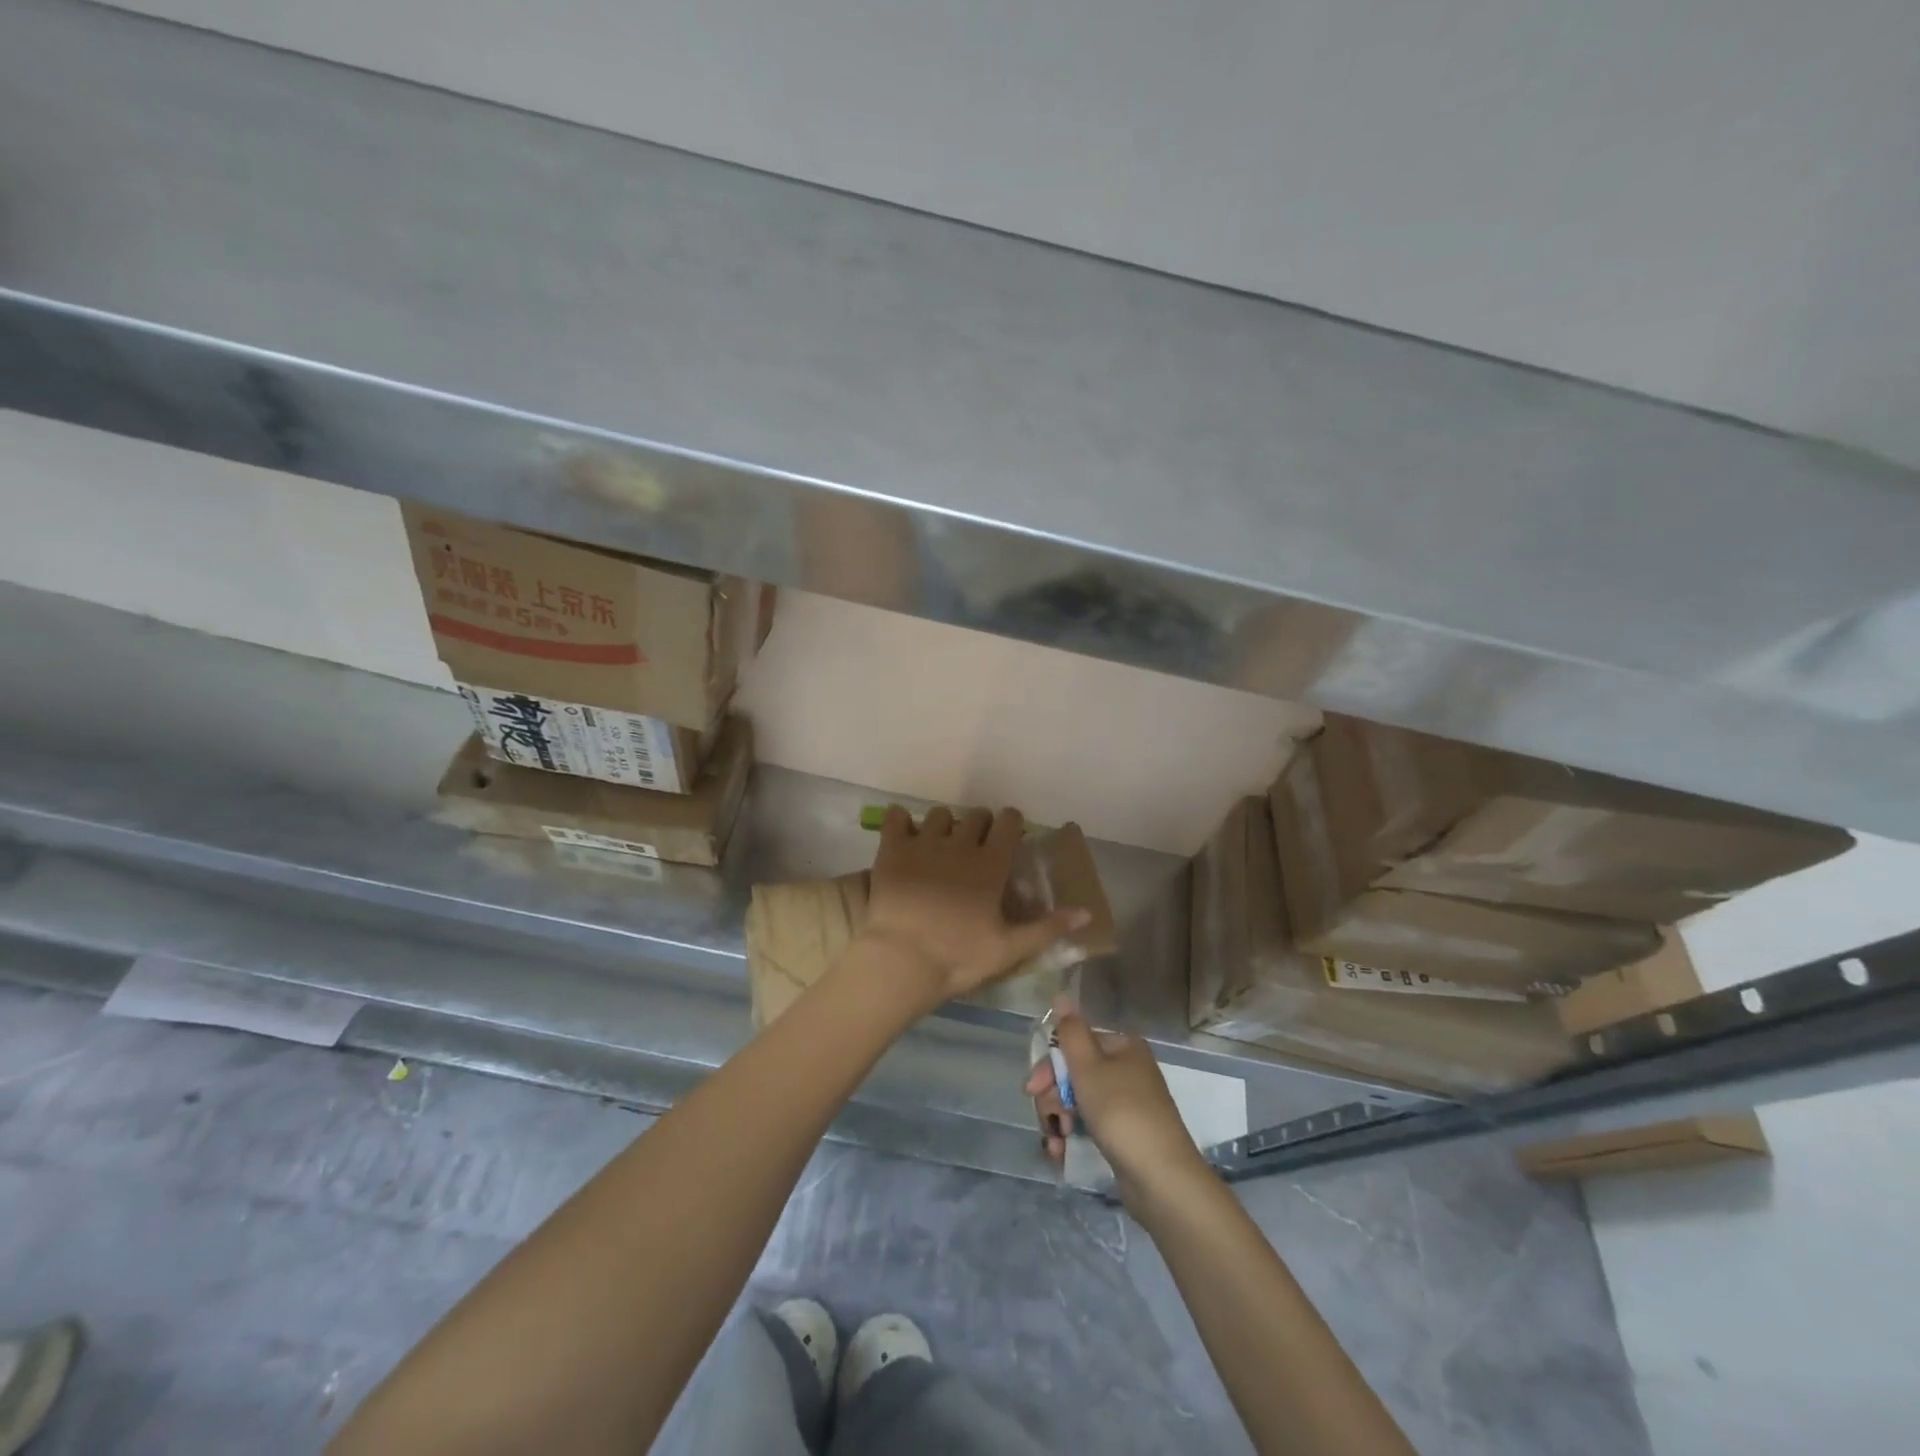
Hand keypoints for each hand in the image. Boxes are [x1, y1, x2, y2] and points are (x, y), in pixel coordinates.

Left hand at [860, 805, 1090, 1006]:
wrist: (901, 960)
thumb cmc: (958, 957)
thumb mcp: (1009, 949)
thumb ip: (1048, 928)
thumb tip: (1086, 912)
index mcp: (990, 864)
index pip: (1008, 822)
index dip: (1010, 822)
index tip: (1009, 834)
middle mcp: (960, 844)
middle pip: (976, 815)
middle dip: (980, 824)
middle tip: (976, 845)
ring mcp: (923, 843)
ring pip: (939, 814)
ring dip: (944, 825)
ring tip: (939, 843)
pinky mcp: (892, 849)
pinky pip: (896, 817)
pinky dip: (901, 820)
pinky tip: (903, 834)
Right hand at [1026, 998, 1209, 1196]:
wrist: (1162, 1178)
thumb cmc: (1121, 1113)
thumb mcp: (1089, 1068)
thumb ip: (1071, 1032)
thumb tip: (1061, 995)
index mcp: (1122, 1046)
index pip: (1073, 1043)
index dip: (1048, 1066)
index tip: (1031, 1091)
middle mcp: (1126, 1068)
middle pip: (1074, 1072)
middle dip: (1053, 1096)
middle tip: (1048, 1120)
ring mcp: (1127, 1101)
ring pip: (1078, 1099)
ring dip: (1059, 1118)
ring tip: (1056, 1142)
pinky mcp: (1125, 1131)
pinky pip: (1090, 1122)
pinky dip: (1073, 1133)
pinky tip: (1061, 1151)